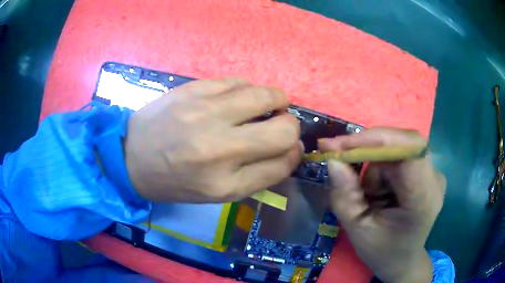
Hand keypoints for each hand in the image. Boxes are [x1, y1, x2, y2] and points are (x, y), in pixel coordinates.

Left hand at [125, 78, 301, 202]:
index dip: (293, 153)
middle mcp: (219, 148)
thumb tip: (290, 148)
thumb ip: (259, 174)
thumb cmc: (175, 181)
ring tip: (260, 107)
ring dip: (274, 100)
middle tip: (278, 124)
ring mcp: (205, 113)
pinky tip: (234, 99)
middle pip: (285, 129)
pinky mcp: (194, 89)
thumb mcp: (218, 193)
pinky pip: (239, 81)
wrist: (131, 156)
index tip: (290, 147)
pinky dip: (246, 90)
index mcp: (225, 184)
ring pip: (267, 95)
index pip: (283, 163)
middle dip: (290, 126)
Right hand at [319, 128, 444, 282]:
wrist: (403, 260)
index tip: (340, 145)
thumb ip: (345, 195)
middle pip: (402, 143)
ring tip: (369, 195)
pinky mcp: (428, 172)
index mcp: (423, 199)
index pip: (408, 150)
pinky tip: (380, 190)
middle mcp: (434, 180)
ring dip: (375, 164)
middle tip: (340, 158)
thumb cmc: (381, 251)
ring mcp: (434, 173)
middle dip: (369, 149)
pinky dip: (382, 166)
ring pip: (398, 148)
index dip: (376, 140)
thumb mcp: (357, 229)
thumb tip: (333, 160)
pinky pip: (401, 154)